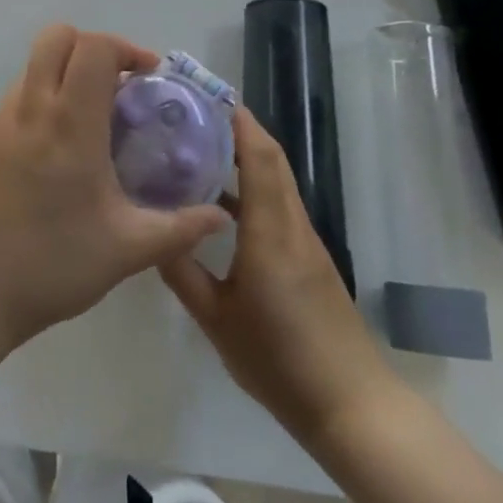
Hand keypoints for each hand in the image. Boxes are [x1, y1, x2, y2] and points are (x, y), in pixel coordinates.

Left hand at [0, 25, 228, 350]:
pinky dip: (38, 106)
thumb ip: (178, 228)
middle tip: (115, 85)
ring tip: (86, 122)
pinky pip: (13, 101)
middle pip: (56, 37)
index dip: (124, 48)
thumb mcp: (125, 251)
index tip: (145, 76)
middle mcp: (30, 108)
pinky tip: (49, 157)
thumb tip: (220, 218)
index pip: (94, 48)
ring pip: (32, 68)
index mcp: (70, 124)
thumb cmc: (51, 266)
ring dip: (62, 76)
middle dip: (91, 47)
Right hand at [161, 107, 396, 448]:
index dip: (238, 121)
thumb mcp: (216, 320)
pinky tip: (221, 203)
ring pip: (276, 180)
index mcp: (270, 230)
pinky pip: (279, 203)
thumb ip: (183, 272)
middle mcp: (292, 224)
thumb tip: (152, 233)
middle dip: (238, 128)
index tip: (207, 97)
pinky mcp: (308, 258)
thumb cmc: (279, 361)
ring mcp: (304, 240)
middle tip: (194, 115)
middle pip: (271, 158)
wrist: (350, 406)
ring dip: (246, 155)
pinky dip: (253, 186)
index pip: (260, 156)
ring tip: (200, 149)